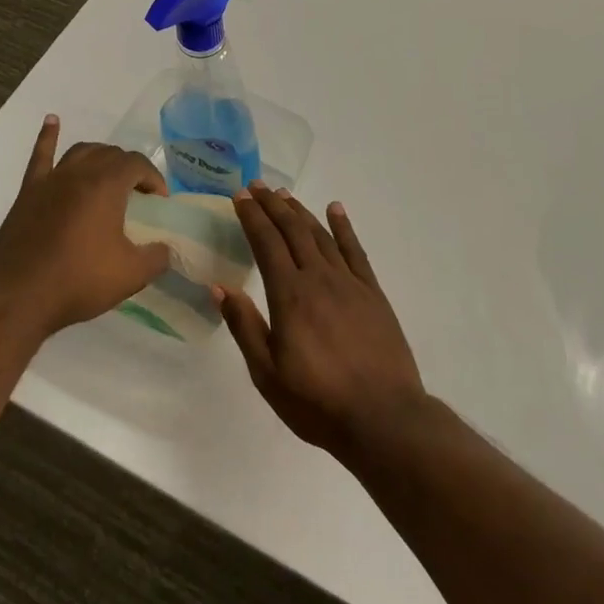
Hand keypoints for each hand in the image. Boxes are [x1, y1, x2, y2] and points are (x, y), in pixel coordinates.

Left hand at [0, 116, 170, 336]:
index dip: (153, 178)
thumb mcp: (131, 275)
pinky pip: (40, 155)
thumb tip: (166, 248)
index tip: (159, 202)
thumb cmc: (78, 282)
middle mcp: (79, 173)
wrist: (18, 297)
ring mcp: (51, 180)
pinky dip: (48, 136)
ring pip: (81, 151)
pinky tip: (52, 121)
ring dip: (100, 156)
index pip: (137, 164)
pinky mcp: (28, 192)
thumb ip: (157, 257)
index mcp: (106, 186)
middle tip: (137, 195)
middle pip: (111, 155)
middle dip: (130, 169)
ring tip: (109, 172)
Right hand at [218, 186, 427, 460]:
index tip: (240, 197)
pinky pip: (355, 250)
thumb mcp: (267, 374)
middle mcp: (318, 278)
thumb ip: (245, 327)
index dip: (252, 217)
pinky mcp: (373, 293)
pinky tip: (336, 209)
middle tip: (257, 186)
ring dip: (301, 211)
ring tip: (285, 195)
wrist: (384, 418)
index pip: (266, 243)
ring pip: (320, 235)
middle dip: (273, 205)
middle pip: (293, 230)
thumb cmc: (318, 402)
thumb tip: (219, 287)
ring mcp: (349, 283)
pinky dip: (344, 226)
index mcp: (290, 295)